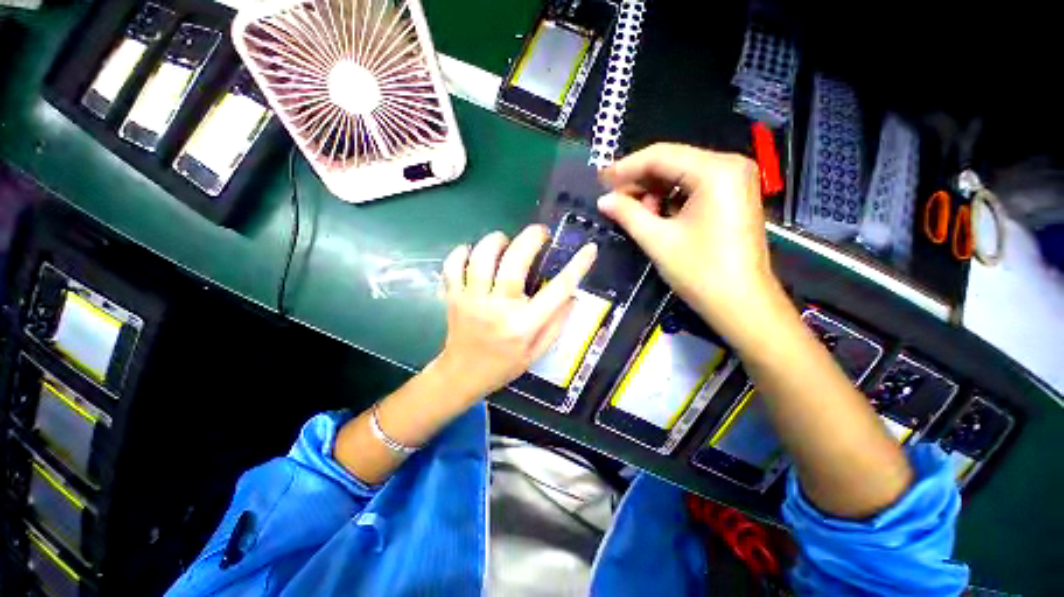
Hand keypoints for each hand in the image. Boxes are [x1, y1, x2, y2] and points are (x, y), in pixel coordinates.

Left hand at [434, 226, 596, 401]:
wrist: (462, 375)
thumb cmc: (504, 365)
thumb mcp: (537, 352)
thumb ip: (556, 324)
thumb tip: (573, 295)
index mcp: (523, 325)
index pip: (557, 290)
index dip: (577, 267)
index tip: (590, 249)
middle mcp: (498, 308)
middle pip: (514, 261)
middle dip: (531, 238)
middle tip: (540, 233)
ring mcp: (471, 300)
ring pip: (482, 256)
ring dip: (496, 241)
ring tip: (506, 242)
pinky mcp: (453, 297)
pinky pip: (453, 265)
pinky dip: (462, 253)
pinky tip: (473, 253)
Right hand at [597, 143, 780, 339]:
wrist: (742, 304)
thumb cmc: (700, 272)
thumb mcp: (657, 240)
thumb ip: (627, 214)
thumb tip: (603, 200)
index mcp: (715, 170)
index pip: (660, 156)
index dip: (625, 168)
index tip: (600, 180)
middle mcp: (729, 166)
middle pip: (672, 163)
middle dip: (638, 181)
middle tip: (612, 199)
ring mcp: (734, 181)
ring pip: (680, 176)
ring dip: (652, 192)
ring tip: (632, 213)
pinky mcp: (732, 197)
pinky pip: (692, 188)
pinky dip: (669, 200)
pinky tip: (654, 215)